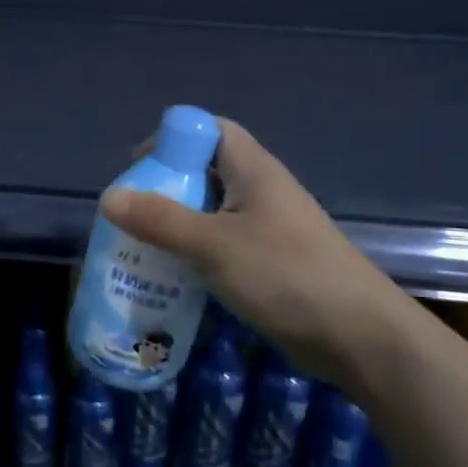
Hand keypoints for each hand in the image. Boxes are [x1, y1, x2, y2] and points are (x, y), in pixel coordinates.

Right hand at [101, 118, 413, 381]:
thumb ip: (161, 220)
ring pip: (210, 212)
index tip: (138, 171)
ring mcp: (267, 228)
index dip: (170, 140)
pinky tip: (174, 278)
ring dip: (176, 226)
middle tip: (131, 217)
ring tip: (141, 249)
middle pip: (203, 171)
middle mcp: (259, 190)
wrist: (359, 336)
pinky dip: (195, 254)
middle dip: (164, 188)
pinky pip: (222, 245)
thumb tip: (108, 197)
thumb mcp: (215, 245)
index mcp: (252, 169)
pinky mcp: (269, 262)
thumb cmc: (286, 275)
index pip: (207, 130)